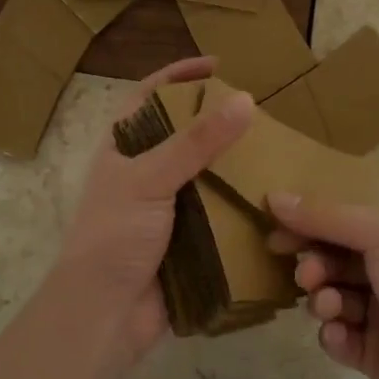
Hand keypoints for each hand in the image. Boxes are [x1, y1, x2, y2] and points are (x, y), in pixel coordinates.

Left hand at [47, 57, 253, 364]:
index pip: (150, 97)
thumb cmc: (115, 235)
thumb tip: (245, 100)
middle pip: (183, 134)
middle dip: (216, 121)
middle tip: (259, 111)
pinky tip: (269, 196)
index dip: (179, 76)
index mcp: (122, 148)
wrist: (105, 313)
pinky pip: (217, 212)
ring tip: (274, 149)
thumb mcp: (150, 179)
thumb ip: (195, 142)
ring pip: (205, 174)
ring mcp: (165, 207)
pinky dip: (239, 203)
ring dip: (233, 164)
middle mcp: (144, 172)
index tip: (218, 65)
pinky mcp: (186, 238)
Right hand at [266, 195, 378, 378]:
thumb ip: (326, 216)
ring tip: (330, 308)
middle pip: (332, 259)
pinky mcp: (374, 355)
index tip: (273, 231)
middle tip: (307, 276)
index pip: (343, 221)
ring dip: (323, 300)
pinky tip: (342, 338)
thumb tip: (274, 196)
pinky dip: (334, 336)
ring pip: (330, 298)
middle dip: (314, 264)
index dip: (308, 223)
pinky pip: (337, 338)